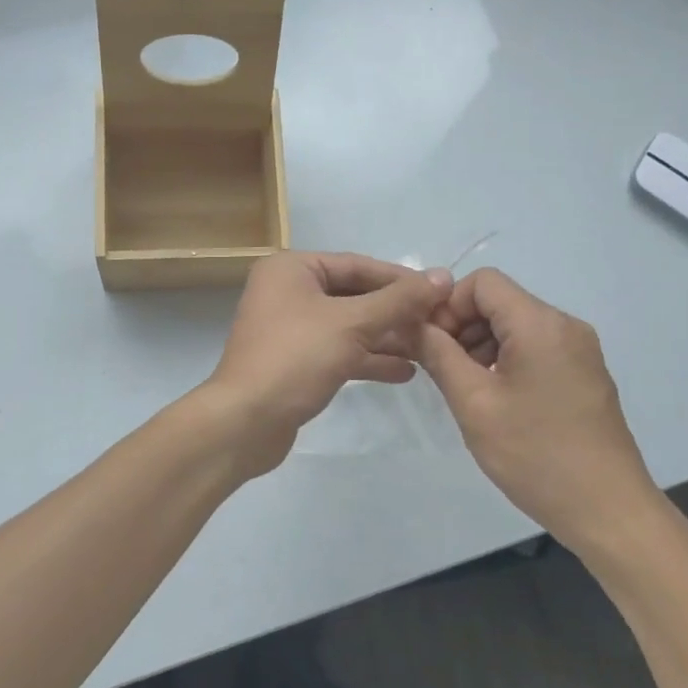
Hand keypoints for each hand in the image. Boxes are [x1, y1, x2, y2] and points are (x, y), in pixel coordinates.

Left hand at [204, 251, 451, 478]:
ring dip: (387, 337)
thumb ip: (399, 300)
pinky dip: (368, 358)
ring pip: (348, 325)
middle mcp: (288, 291)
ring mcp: (290, 328)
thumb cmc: (296, 358)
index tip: (441, 292)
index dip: (401, 279)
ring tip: (429, 349)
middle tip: (439, 324)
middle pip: (354, 295)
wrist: (245, 422)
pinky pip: (339, 350)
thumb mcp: (351, 323)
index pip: (357, 265)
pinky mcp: (295, 361)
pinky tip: (404, 372)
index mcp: (292, 269)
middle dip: (396, 312)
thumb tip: (442, 275)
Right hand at [417, 268, 659, 544]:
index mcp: (540, 324)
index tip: (430, 343)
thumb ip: (439, 355)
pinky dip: (506, 359)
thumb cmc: (535, 454)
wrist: (607, 510)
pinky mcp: (585, 373)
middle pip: (500, 301)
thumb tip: (416, 325)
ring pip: (516, 325)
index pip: (483, 282)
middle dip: (462, 326)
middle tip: (439, 368)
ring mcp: (580, 350)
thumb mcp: (474, 404)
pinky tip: (494, 398)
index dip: (448, 305)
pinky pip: (536, 347)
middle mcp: (565, 326)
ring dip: (482, 344)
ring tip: (464, 387)